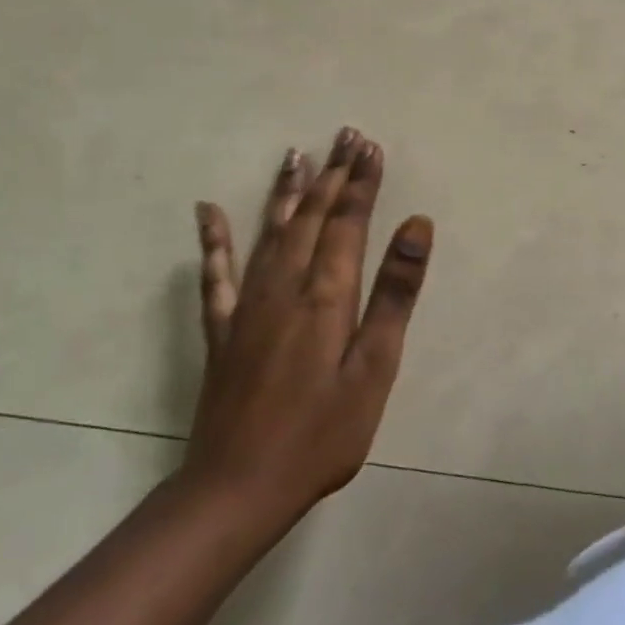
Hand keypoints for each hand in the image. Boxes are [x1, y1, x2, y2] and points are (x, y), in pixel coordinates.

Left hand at [183, 127, 433, 531]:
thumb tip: (416, 225)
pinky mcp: (224, 330)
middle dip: (333, 174)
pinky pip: (216, 274)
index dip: (362, 183)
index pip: (348, 222)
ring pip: (270, 232)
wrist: (237, 489)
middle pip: (311, 217)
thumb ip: (394, 293)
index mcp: (326, 295)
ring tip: (297, 154)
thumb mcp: (374, 368)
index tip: (371, 147)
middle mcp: (285, 287)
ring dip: (287, 191)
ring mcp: (248, 306)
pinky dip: (214, 241)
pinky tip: (208, 212)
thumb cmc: (322, 434)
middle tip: (346, 135)